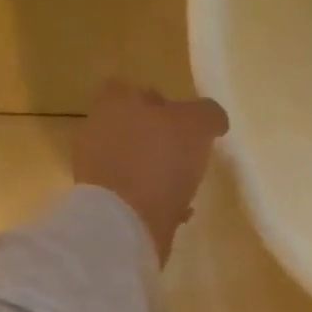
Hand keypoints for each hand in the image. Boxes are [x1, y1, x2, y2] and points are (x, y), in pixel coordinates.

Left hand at [72, 82, 227, 263]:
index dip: (160, 103)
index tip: (184, 122)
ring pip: (134, 162)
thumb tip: (214, 118)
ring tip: (185, 187)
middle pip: (133, 127)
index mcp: (116, 104)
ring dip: (157, 171)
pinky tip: (177, 211)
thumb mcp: (196, 126)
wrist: (127, 221)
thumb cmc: (160, 162)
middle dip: (158, 139)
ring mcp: (97, 168)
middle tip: (188, 155)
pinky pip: (135, 194)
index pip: (134, 90)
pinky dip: (155, 199)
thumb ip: (207, 114)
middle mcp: (99, 130)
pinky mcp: (105, 202)